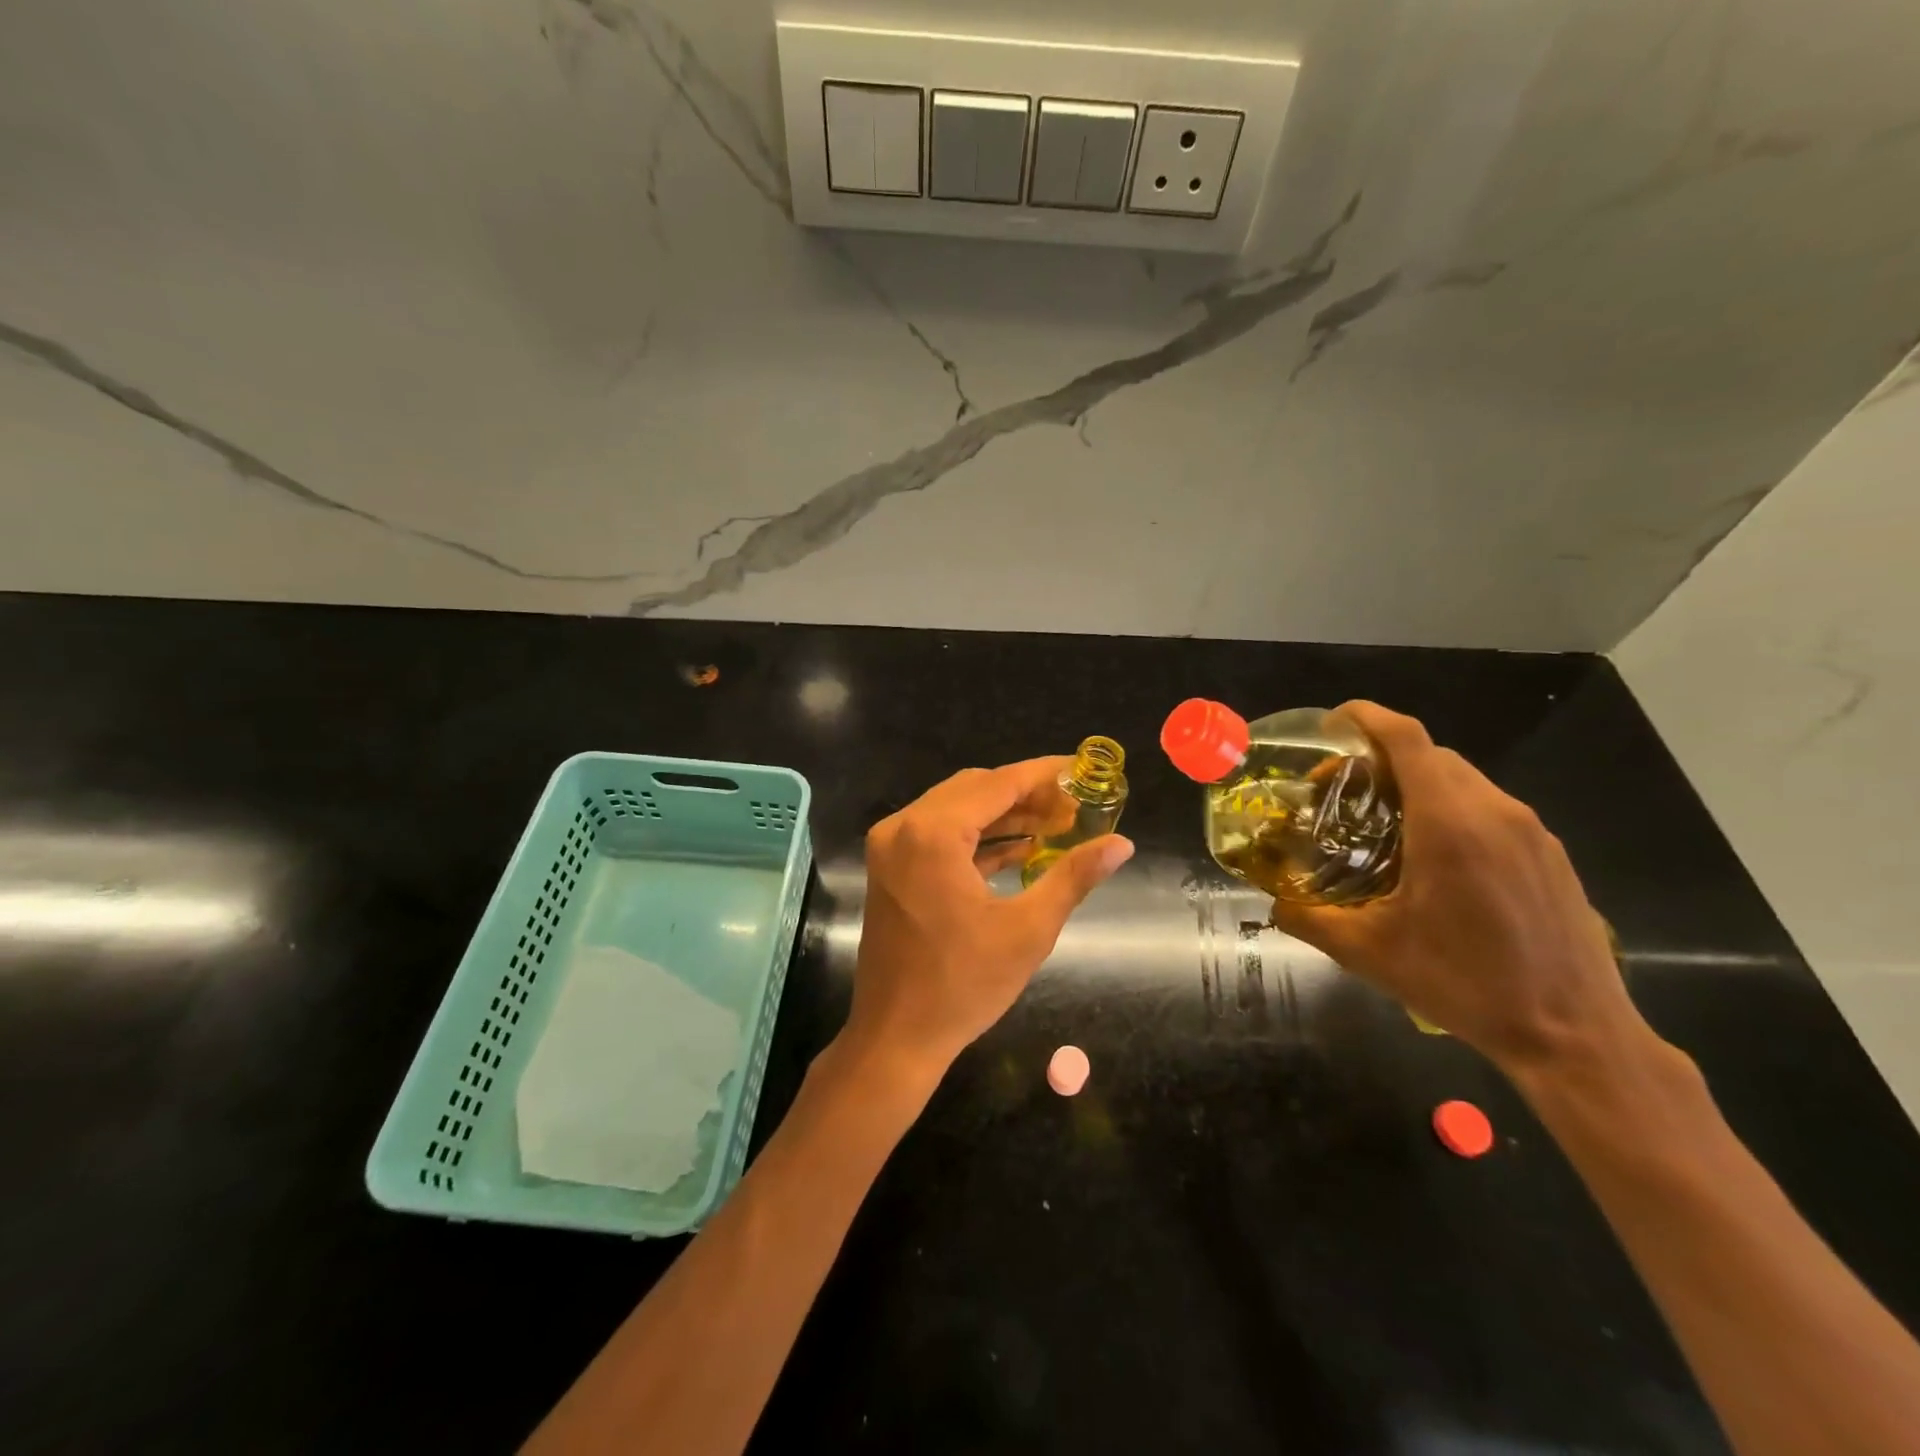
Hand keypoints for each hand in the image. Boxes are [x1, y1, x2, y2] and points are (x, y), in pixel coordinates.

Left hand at [842, 758, 1134, 1082]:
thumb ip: (1074, 876)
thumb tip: (1121, 844)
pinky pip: (939, 834)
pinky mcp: (890, 866)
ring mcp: (891, 846)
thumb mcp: (1029, 929)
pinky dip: (977, 837)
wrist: (895, 1037)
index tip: (1082, 770)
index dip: (1045, 773)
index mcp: (933, 833)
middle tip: (1074, 806)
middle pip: (975, 789)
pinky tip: (1020, 849)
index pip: (999, 783)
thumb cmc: (963, 985)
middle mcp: (904, 826)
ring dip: (1003, 815)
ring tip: (1056, 825)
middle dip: (1026, 793)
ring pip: (956, 809)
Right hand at [1270, 702, 1650, 1074]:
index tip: (1332, 724)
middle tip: (1342, 791)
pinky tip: (1435, 858)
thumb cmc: (1464, 984)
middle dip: (1381, 758)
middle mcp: (1494, 812)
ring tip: (1384, 824)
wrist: (1575, 1036)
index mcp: (1449, 823)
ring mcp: (1531, 832)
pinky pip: (1491, 808)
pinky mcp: (1552, 855)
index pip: (1407, 738)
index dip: (1366, 717)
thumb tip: (1273, 904)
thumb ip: (1310, 919)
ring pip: (1464, 780)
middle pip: (1431, 754)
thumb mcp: (1369, 954)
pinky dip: (1452, 809)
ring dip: (1419, 784)